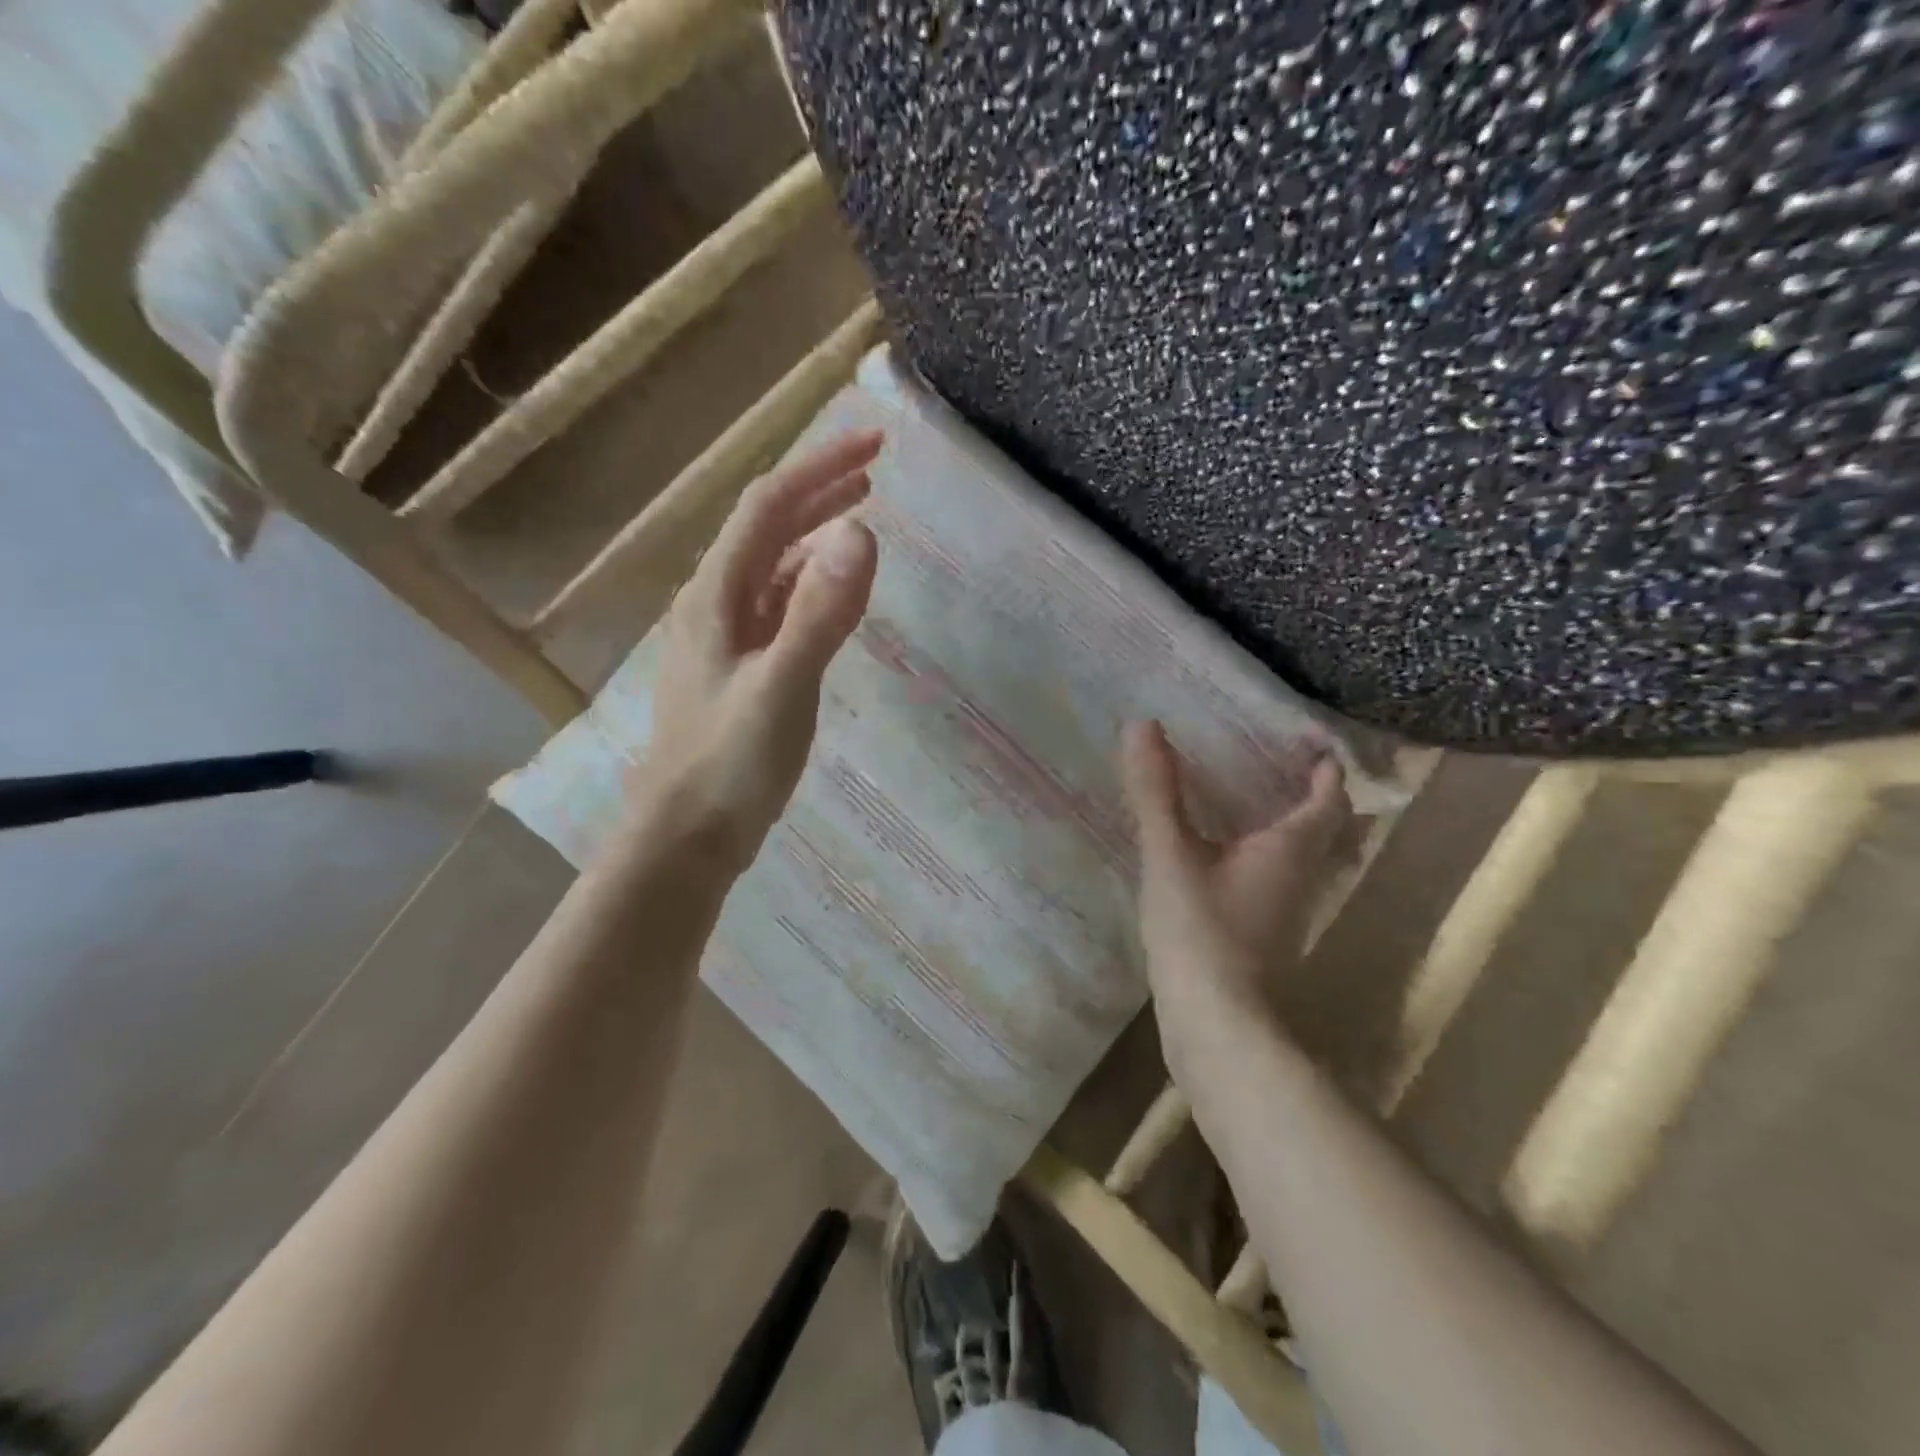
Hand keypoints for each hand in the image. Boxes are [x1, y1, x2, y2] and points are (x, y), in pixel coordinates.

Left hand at [631, 430, 882, 866]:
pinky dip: (809, 583)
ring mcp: (724, 636)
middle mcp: (714, 602)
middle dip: (819, 489)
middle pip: (767, 526)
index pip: (770, 505)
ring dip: (813, 532)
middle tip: (876, 468)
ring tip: (859, 515)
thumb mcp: (781, 688)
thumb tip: (861, 532)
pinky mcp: (739, 667)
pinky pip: (776, 605)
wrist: (685, 836)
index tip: (876, 444)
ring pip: (771, 565)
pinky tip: (830, 592)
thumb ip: (820, 614)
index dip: (820, 466)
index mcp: (717, 594)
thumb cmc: (729, 764)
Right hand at [1120, 720, 1350, 1038]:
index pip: (1327, 796)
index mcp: (1290, 849)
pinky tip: (1219, 853)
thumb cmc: (1201, 932)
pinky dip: (1258, 852)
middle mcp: (1300, 876)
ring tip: (1244, 796)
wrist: (1215, 1026)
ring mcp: (1284, 910)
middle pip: (1322, 826)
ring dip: (1282, 821)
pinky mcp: (1262, 934)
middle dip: (1306, 791)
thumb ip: (1156, 791)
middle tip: (1271, 759)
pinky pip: (1271, 877)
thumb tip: (1142, 725)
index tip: (1303, 736)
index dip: (1323, 764)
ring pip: (1299, 854)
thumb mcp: (1170, 854)